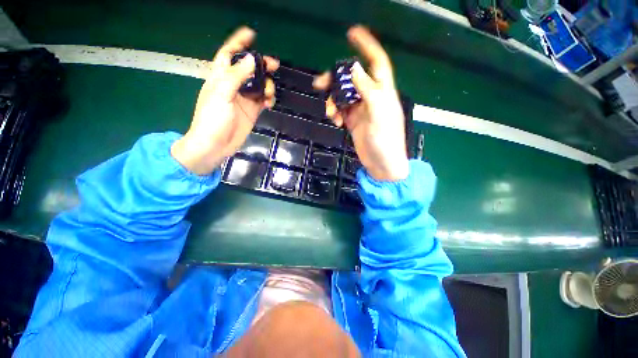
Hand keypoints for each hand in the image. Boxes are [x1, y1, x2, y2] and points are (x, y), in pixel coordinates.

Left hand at [171, 27, 278, 174]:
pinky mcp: (252, 112)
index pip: (229, 54)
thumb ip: (236, 76)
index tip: (251, 34)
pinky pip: (262, 100)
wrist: (215, 145)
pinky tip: (269, 104)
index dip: (238, 43)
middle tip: (274, 65)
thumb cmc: (212, 119)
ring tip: (269, 95)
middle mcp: (233, 86)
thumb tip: (251, 60)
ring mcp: (243, 99)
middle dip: (261, 65)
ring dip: (267, 86)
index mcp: (220, 78)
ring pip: (259, 85)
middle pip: (249, 69)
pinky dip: (268, 100)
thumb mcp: (221, 94)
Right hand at [314, 26, 407, 180]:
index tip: (352, 34)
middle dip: (336, 79)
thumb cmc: (385, 141)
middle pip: (352, 80)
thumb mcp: (379, 114)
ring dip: (333, 101)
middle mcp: (371, 98)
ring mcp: (361, 111)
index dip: (366, 46)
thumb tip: (354, 68)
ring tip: (331, 113)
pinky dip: (335, 113)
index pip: (376, 62)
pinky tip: (335, 121)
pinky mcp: (353, 122)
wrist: (381, 164)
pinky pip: (341, 111)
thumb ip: (367, 90)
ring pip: (343, 96)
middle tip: (320, 84)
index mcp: (382, 92)